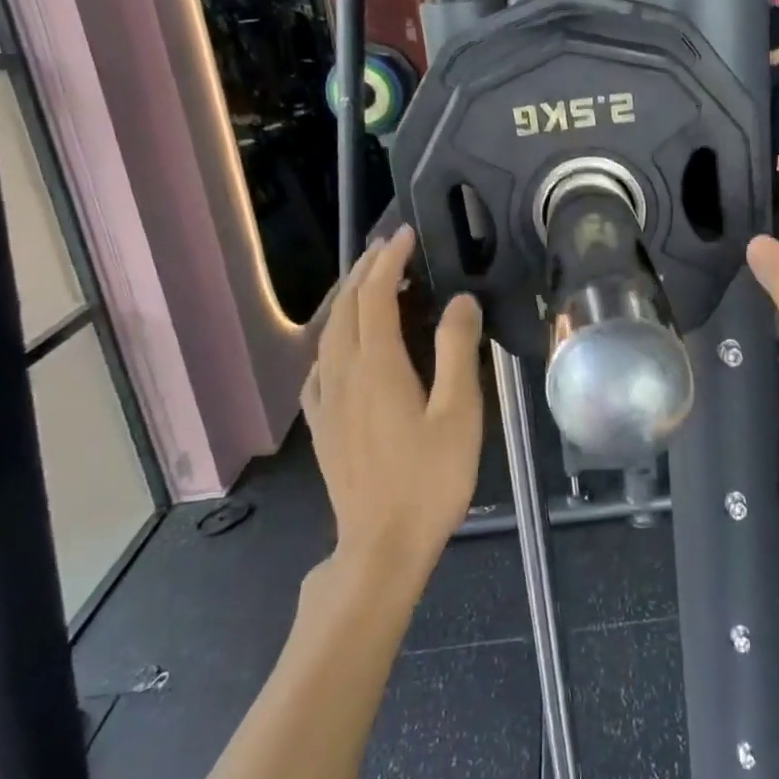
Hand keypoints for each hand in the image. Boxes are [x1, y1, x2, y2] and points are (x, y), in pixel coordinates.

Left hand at [304, 228, 484, 577]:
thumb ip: (456, 350)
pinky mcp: (323, 425)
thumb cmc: (430, 479)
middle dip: (365, 270)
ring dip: (347, 300)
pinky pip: (319, 367)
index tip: (406, 233)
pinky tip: (342, 349)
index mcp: (377, 366)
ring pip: (328, 334)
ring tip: (370, 284)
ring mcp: (327, 401)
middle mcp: (343, 374)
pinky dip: (332, 340)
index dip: (389, 260)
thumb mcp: (458, 413)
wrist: (382, 545)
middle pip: (346, 308)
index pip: (375, 295)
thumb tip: (459, 300)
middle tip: (390, 248)